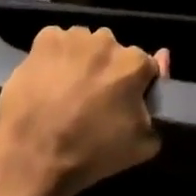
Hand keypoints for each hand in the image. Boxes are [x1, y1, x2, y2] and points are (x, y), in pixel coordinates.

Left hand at [0, 27, 168, 195]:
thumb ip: (156, 106)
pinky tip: (47, 79)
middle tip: (91, 99)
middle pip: (112, 51)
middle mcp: (107, 41)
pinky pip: (56, 41)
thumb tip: (162, 63)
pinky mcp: (45, 39)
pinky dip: (54, 55)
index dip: (135, 86)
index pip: (144, 66)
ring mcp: (74, 37)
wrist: (33, 158)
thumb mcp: (140, 145)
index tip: (121, 104)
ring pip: (84, 44)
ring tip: (66, 90)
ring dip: (80, 60)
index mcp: (134, 63)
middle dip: (106, 69)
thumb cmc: (91, 155)